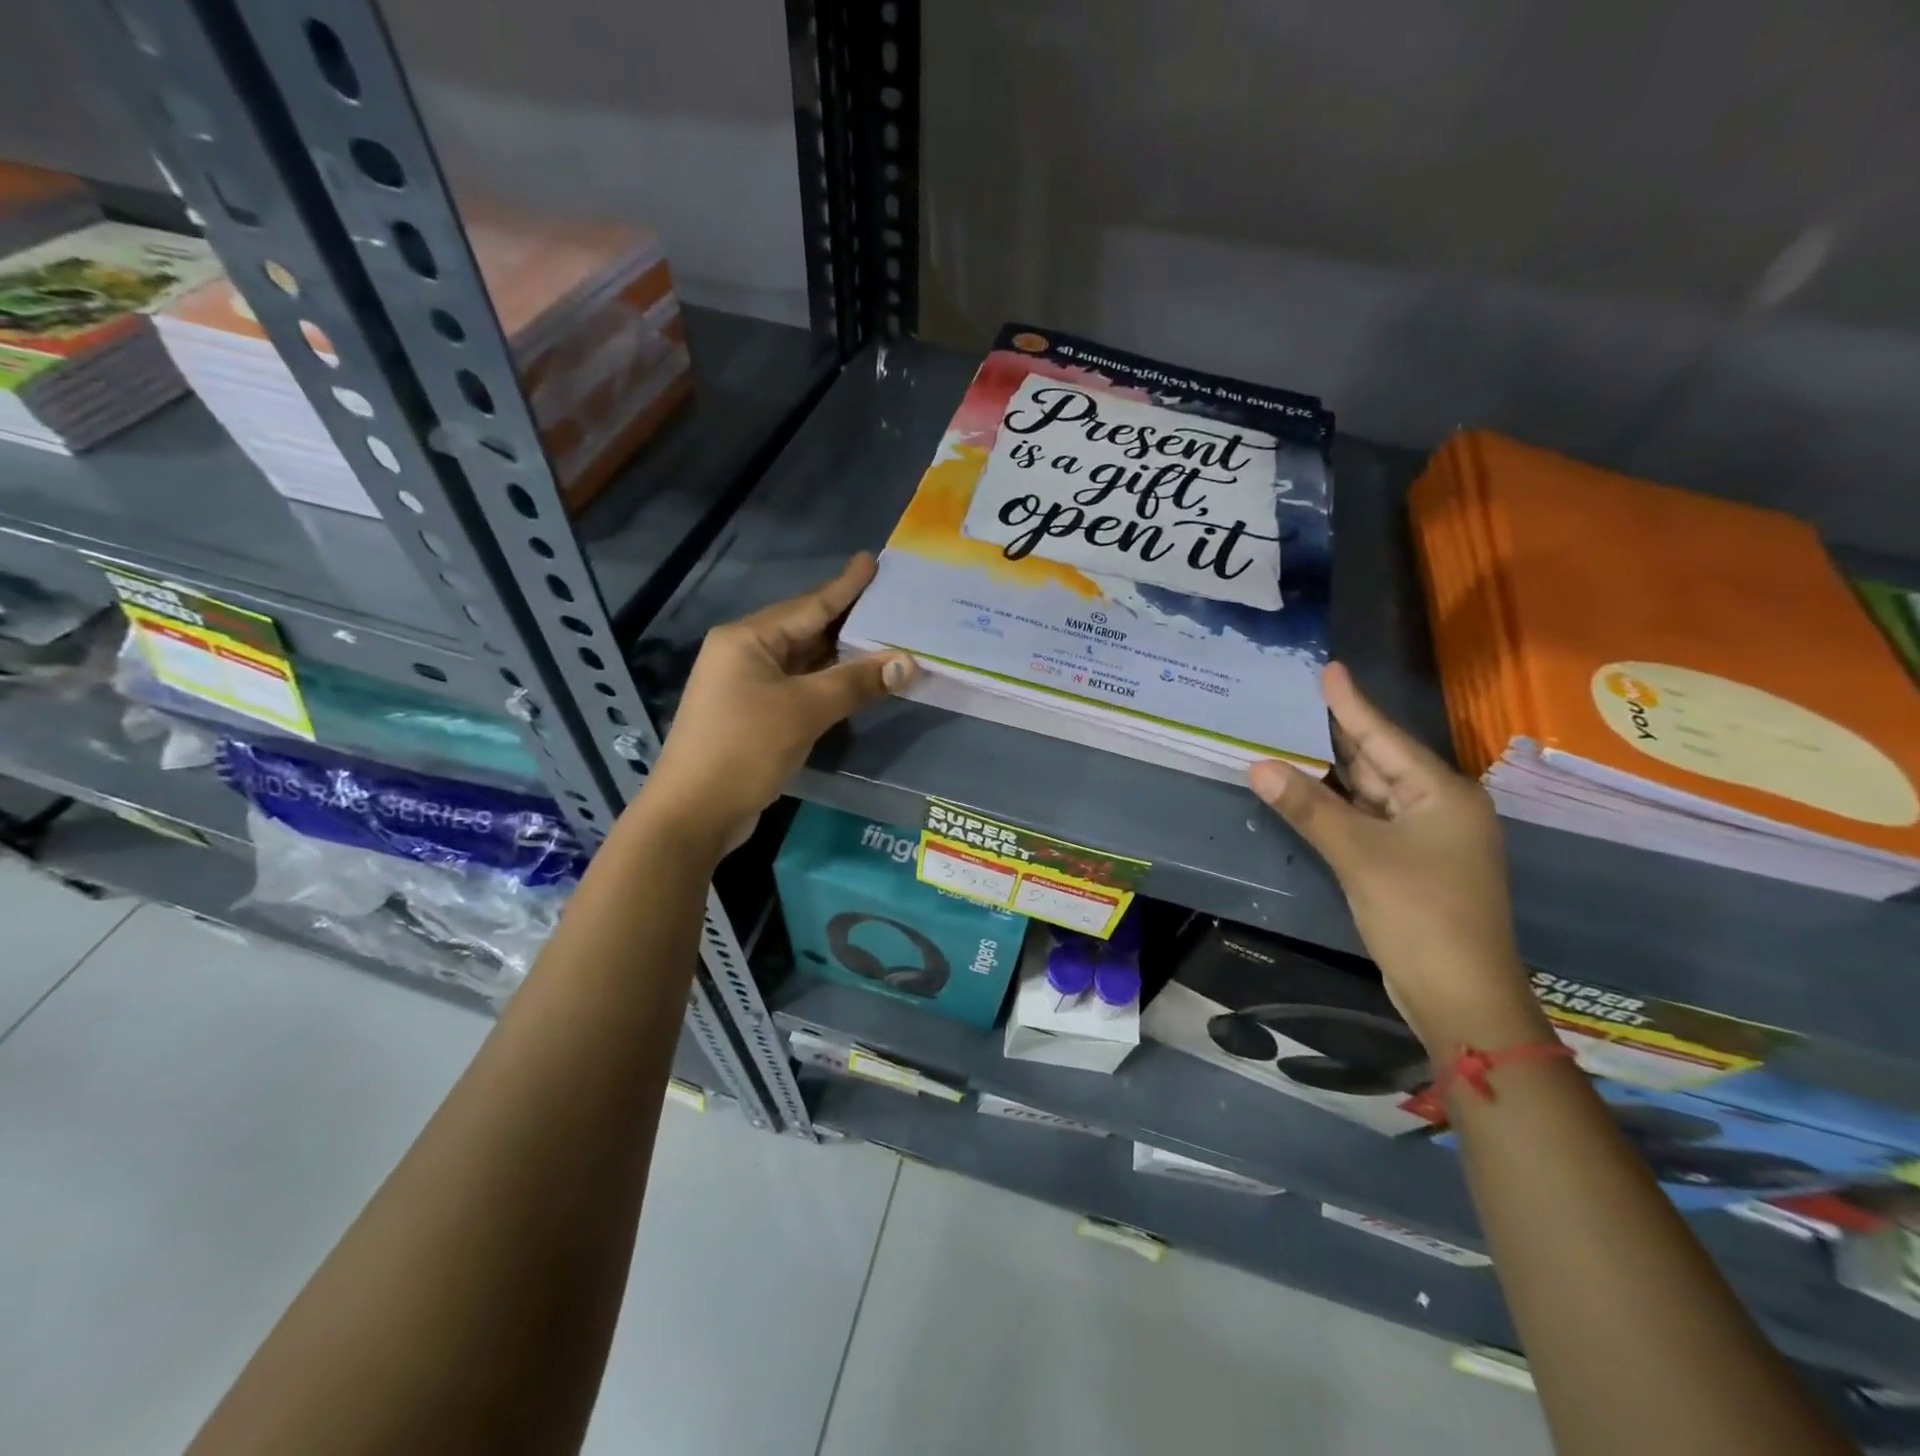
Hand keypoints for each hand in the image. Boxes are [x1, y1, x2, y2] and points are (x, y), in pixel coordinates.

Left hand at [642, 554, 914, 857]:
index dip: (845, 586)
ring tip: (885, 638)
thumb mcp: (804, 710)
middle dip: (848, 620)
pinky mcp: (753, 715)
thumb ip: (856, 682)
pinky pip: (799, 687)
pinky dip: (828, 683)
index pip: (809, 605)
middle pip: (806, 630)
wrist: (694, 813)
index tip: (871, 561)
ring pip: (804, 661)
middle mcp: (744, 654)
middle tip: (891, 602)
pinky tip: (856, 681)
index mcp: (748, 639)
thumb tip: (909, 662)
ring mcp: (746, 686)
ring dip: (841, 655)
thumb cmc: (744, 749)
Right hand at [1248, 663, 1548, 1054]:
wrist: (1460, 996)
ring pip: (1373, 793)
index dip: (1352, 704)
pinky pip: (1370, 821)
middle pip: (1381, 762)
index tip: (1328, 669)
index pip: (1385, 738)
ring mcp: (1428, 840)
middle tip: (1301, 701)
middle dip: (1341, 734)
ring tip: (1297, 736)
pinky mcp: (1411, 866)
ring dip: (1336, 772)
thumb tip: (1258, 765)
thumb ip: (1308, 808)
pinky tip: (1311, 793)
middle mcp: (1440, 809)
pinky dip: (1340, 807)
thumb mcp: (1359, 856)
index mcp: (1442, 795)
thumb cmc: (1419, 915)